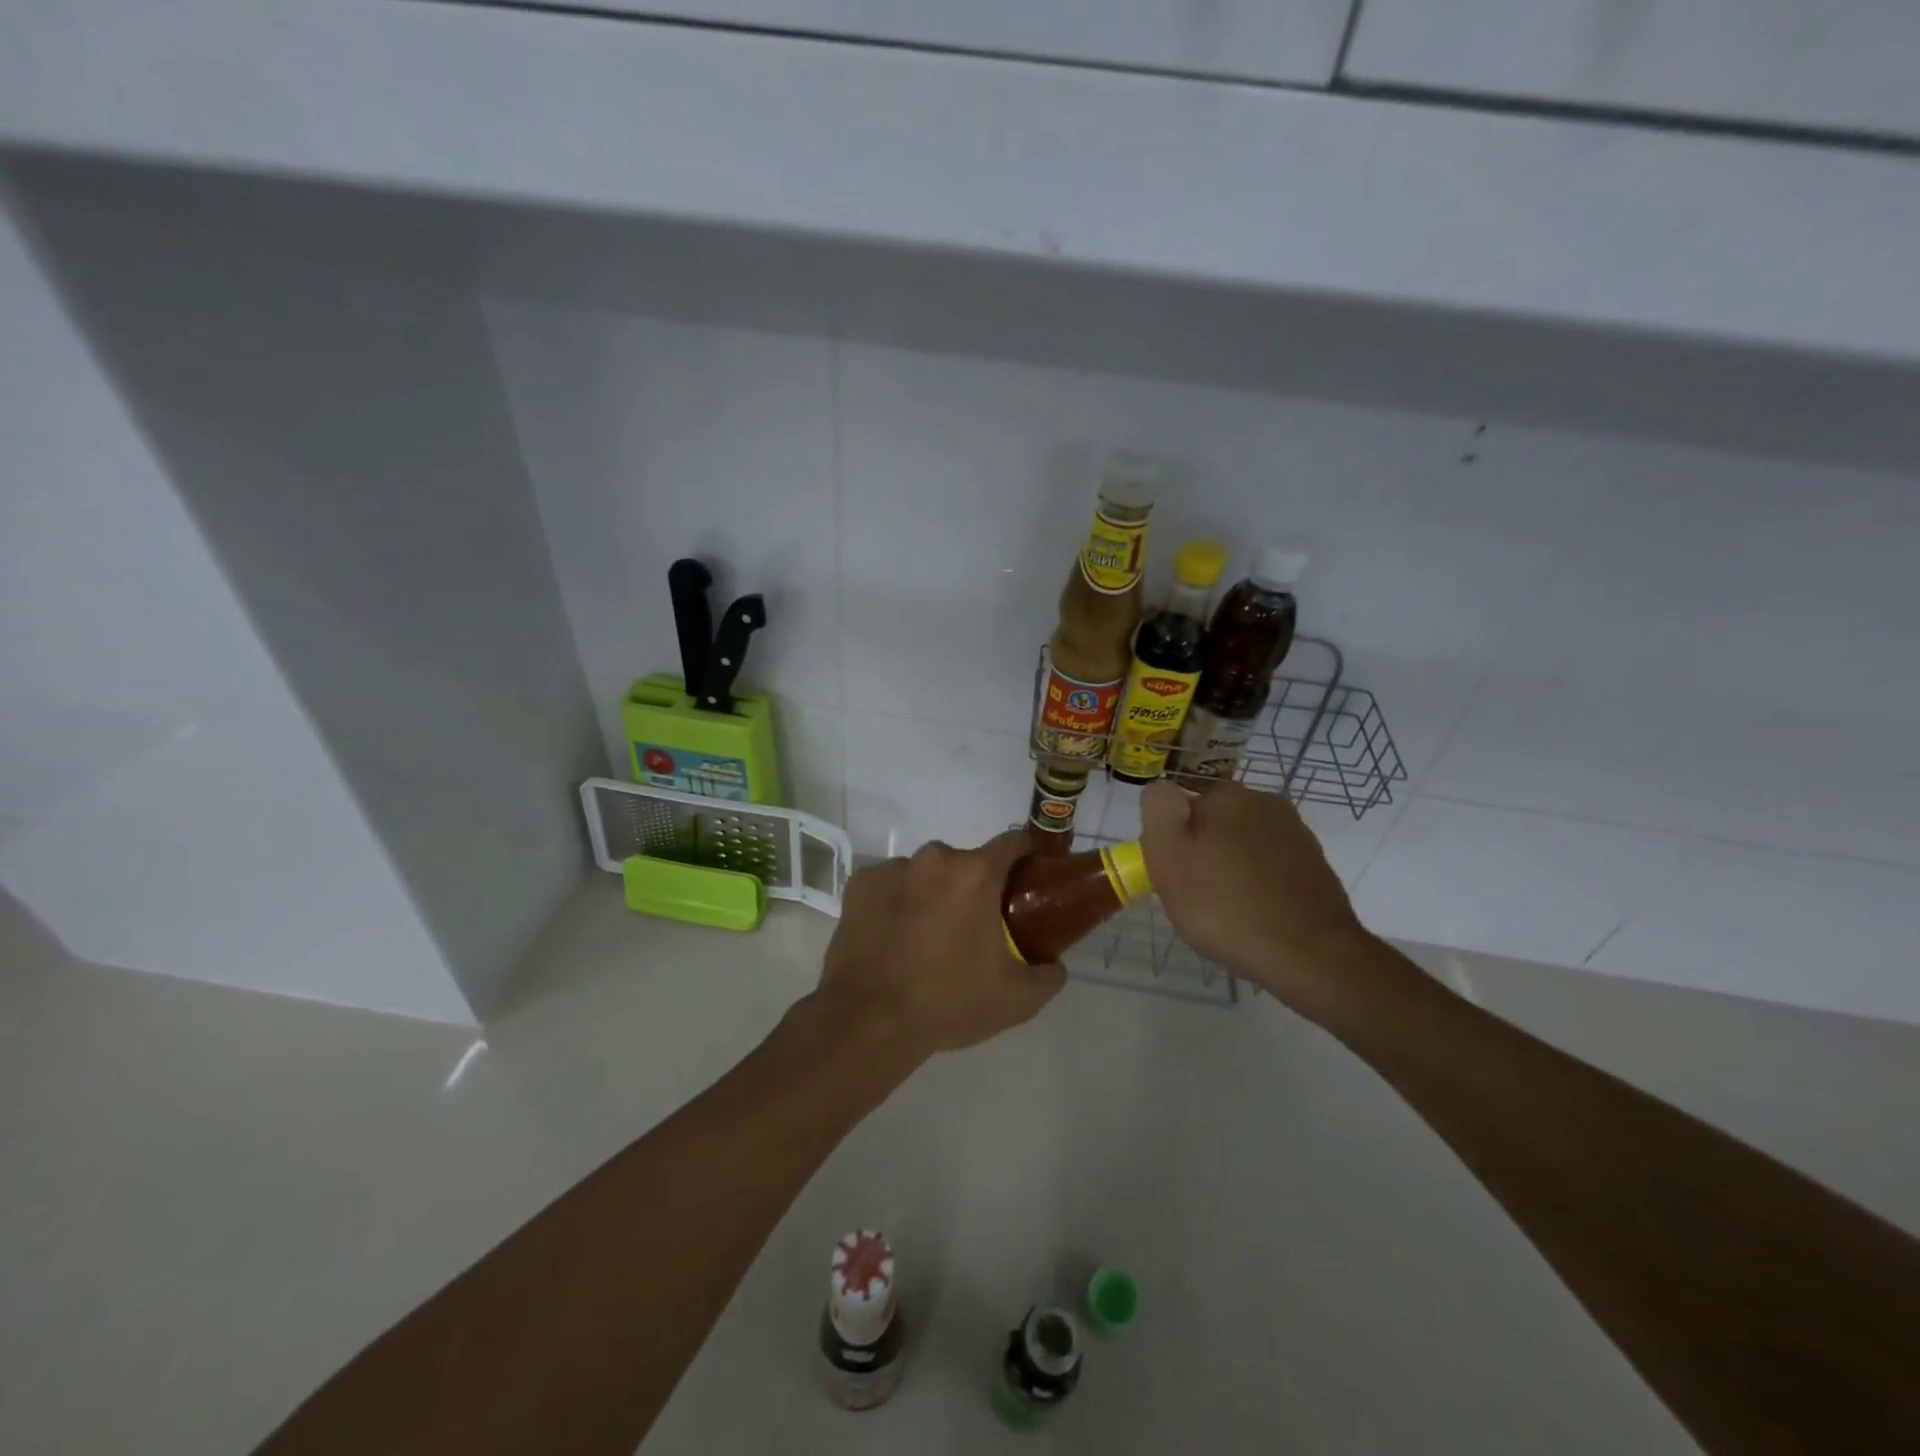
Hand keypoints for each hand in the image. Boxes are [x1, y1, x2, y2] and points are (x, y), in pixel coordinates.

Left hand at [813, 832, 1066, 1060]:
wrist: (868, 1021)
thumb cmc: (949, 1002)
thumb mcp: (1017, 999)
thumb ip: (1049, 974)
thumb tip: (1054, 964)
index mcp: (975, 873)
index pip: (1013, 842)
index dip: (1028, 854)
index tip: (1032, 876)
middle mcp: (934, 858)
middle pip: (966, 862)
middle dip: (975, 887)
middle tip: (976, 927)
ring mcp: (891, 868)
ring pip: (926, 873)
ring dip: (934, 894)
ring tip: (929, 937)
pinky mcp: (859, 885)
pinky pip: (891, 885)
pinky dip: (897, 902)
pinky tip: (895, 936)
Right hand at [1140, 780, 1373, 1017]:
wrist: (1310, 956)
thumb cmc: (1225, 904)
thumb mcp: (1168, 854)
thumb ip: (1158, 810)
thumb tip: (1163, 790)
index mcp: (1229, 795)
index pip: (1184, 805)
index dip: (1174, 839)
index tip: (1174, 873)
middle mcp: (1267, 804)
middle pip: (1217, 824)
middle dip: (1205, 852)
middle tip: (1195, 896)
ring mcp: (1297, 836)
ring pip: (1245, 848)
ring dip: (1232, 870)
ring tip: (1227, 912)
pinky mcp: (1317, 870)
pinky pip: (1272, 871)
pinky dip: (1260, 888)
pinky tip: (1256, 918)